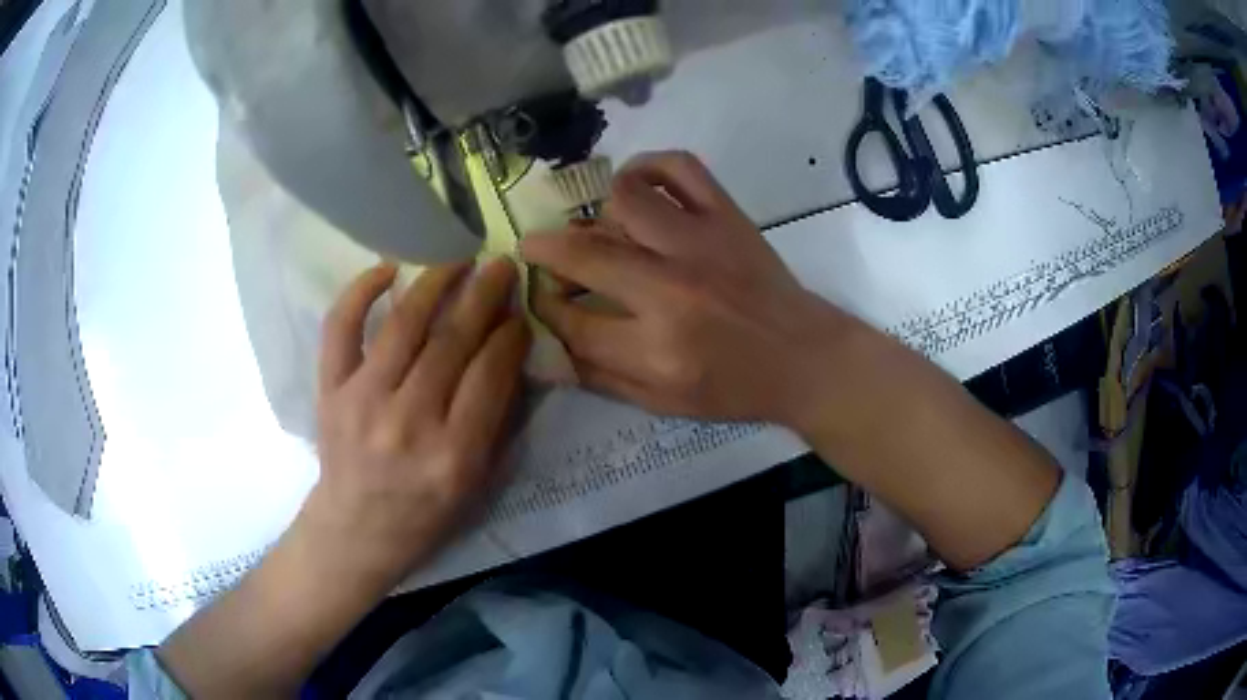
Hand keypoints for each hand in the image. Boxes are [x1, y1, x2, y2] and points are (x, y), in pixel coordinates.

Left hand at [304, 258, 529, 587]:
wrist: (356, 531)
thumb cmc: (425, 515)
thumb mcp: (478, 484)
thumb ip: (498, 422)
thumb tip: (509, 355)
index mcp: (454, 454)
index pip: (490, 374)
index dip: (510, 335)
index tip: (519, 313)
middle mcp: (408, 422)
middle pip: (451, 341)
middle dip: (483, 295)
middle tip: (501, 265)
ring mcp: (362, 401)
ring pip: (403, 325)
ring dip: (435, 282)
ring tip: (457, 258)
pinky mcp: (330, 390)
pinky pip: (340, 329)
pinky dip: (360, 292)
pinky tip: (387, 269)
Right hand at [522, 151, 853, 427]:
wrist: (803, 356)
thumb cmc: (734, 387)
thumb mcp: (663, 405)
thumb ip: (600, 377)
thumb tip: (549, 343)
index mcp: (656, 350)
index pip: (573, 321)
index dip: (544, 308)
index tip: (538, 298)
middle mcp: (672, 289)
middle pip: (584, 255)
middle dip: (544, 252)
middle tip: (539, 253)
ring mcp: (701, 243)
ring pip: (623, 200)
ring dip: (597, 212)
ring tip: (601, 227)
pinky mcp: (726, 216)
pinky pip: (678, 167)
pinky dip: (647, 166)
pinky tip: (636, 186)